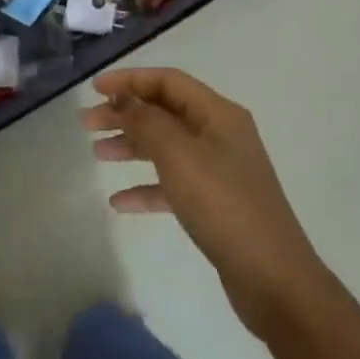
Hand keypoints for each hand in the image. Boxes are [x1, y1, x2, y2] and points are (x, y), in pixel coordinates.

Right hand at [83, 67, 327, 338]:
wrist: (273, 278)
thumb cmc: (223, 205)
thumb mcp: (179, 156)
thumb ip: (147, 121)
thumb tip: (125, 98)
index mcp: (218, 114)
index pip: (168, 81)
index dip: (130, 80)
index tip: (94, 90)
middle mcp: (220, 135)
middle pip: (164, 112)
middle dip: (125, 114)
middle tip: (86, 124)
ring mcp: (219, 170)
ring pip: (166, 147)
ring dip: (131, 146)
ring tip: (97, 154)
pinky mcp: (215, 204)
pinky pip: (173, 184)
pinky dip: (146, 187)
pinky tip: (119, 202)